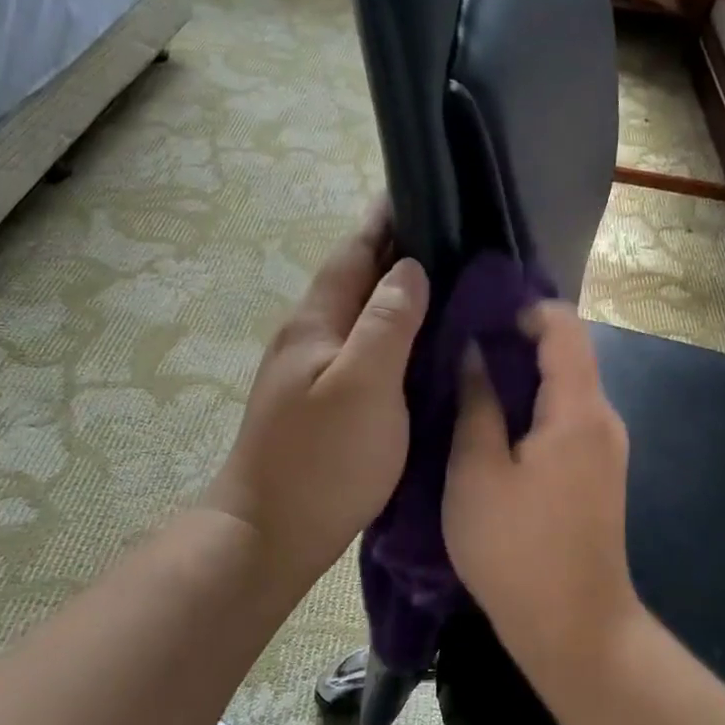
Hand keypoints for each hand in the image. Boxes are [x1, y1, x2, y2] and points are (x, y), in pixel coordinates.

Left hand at [204, 207, 429, 596]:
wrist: (270, 535)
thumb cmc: (321, 459)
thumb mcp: (363, 384)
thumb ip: (387, 322)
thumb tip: (409, 268)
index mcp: (316, 322)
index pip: (354, 252)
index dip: (385, 220)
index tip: (422, 190)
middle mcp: (310, 338)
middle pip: (356, 280)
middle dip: (397, 252)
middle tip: (454, 236)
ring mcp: (313, 373)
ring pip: (361, 316)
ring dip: (396, 293)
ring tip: (448, 283)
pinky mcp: (323, 404)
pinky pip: (365, 350)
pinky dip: (394, 334)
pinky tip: (421, 345)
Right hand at [443, 302, 641, 675]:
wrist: (575, 631)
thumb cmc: (517, 550)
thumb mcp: (477, 473)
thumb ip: (477, 404)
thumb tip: (473, 352)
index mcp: (578, 410)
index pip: (564, 326)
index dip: (524, 309)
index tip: (477, 313)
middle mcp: (603, 418)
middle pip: (567, 355)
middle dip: (516, 341)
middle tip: (458, 344)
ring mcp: (605, 448)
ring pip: (565, 388)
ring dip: (521, 376)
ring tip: (467, 380)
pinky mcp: (597, 473)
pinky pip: (566, 419)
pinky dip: (532, 407)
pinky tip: (493, 423)